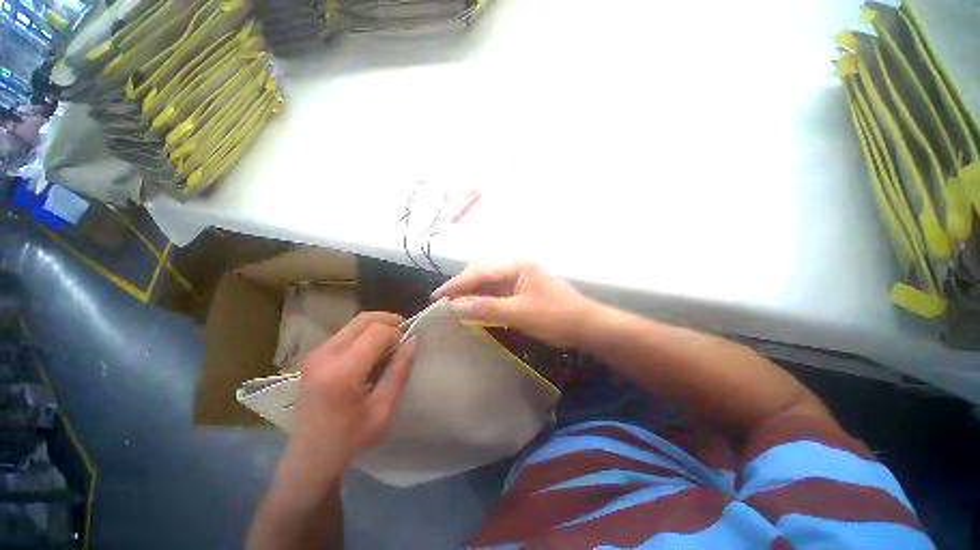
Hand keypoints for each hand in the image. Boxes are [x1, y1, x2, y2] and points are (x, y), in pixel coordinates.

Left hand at [277, 313, 416, 498]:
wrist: (308, 458)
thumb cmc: (349, 439)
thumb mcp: (382, 408)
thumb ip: (398, 371)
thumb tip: (413, 340)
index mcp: (341, 372)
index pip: (377, 331)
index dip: (397, 333)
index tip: (406, 347)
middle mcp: (324, 356)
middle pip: (363, 319)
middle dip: (389, 321)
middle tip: (403, 335)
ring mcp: (315, 354)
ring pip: (354, 323)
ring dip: (376, 327)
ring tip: (389, 344)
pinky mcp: (313, 356)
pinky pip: (345, 333)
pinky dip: (364, 334)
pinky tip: (371, 352)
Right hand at [432, 262, 594, 347]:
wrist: (586, 325)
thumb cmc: (555, 317)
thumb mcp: (519, 314)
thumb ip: (486, 308)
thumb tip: (455, 306)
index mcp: (516, 266)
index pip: (479, 273)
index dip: (456, 285)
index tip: (436, 297)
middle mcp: (516, 268)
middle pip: (482, 273)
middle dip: (462, 286)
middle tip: (443, 301)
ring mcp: (520, 278)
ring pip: (489, 283)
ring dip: (472, 293)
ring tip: (455, 304)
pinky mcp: (523, 290)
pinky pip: (498, 292)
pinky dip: (485, 300)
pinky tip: (476, 307)